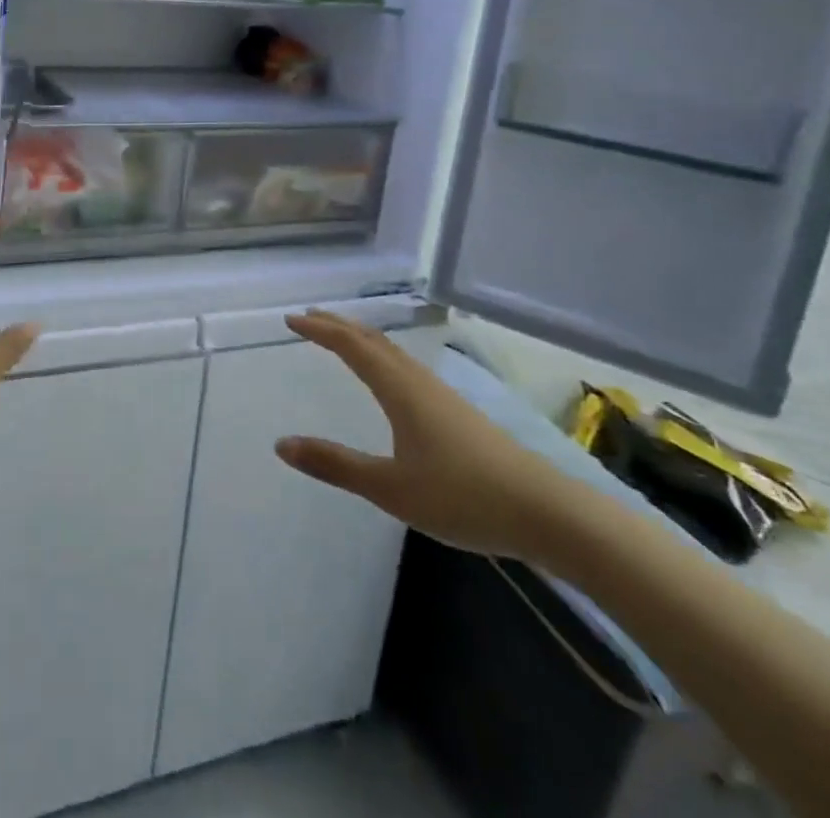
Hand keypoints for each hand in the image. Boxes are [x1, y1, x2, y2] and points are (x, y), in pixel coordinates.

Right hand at [274, 311, 576, 561]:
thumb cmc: (463, 497)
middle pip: (373, 340)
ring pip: (393, 351)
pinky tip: (388, 377)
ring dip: (361, 338)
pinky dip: (382, 356)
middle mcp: (419, 381)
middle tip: (309, 317)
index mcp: (400, 390)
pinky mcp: (457, 411)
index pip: (351, 347)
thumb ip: (336, 465)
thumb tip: (281, 444)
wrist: (547, 512)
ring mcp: (442, 394)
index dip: (320, 330)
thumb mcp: (390, 488)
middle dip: (338, 325)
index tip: (291, 320)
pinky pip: (407, 366)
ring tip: (340, 337)